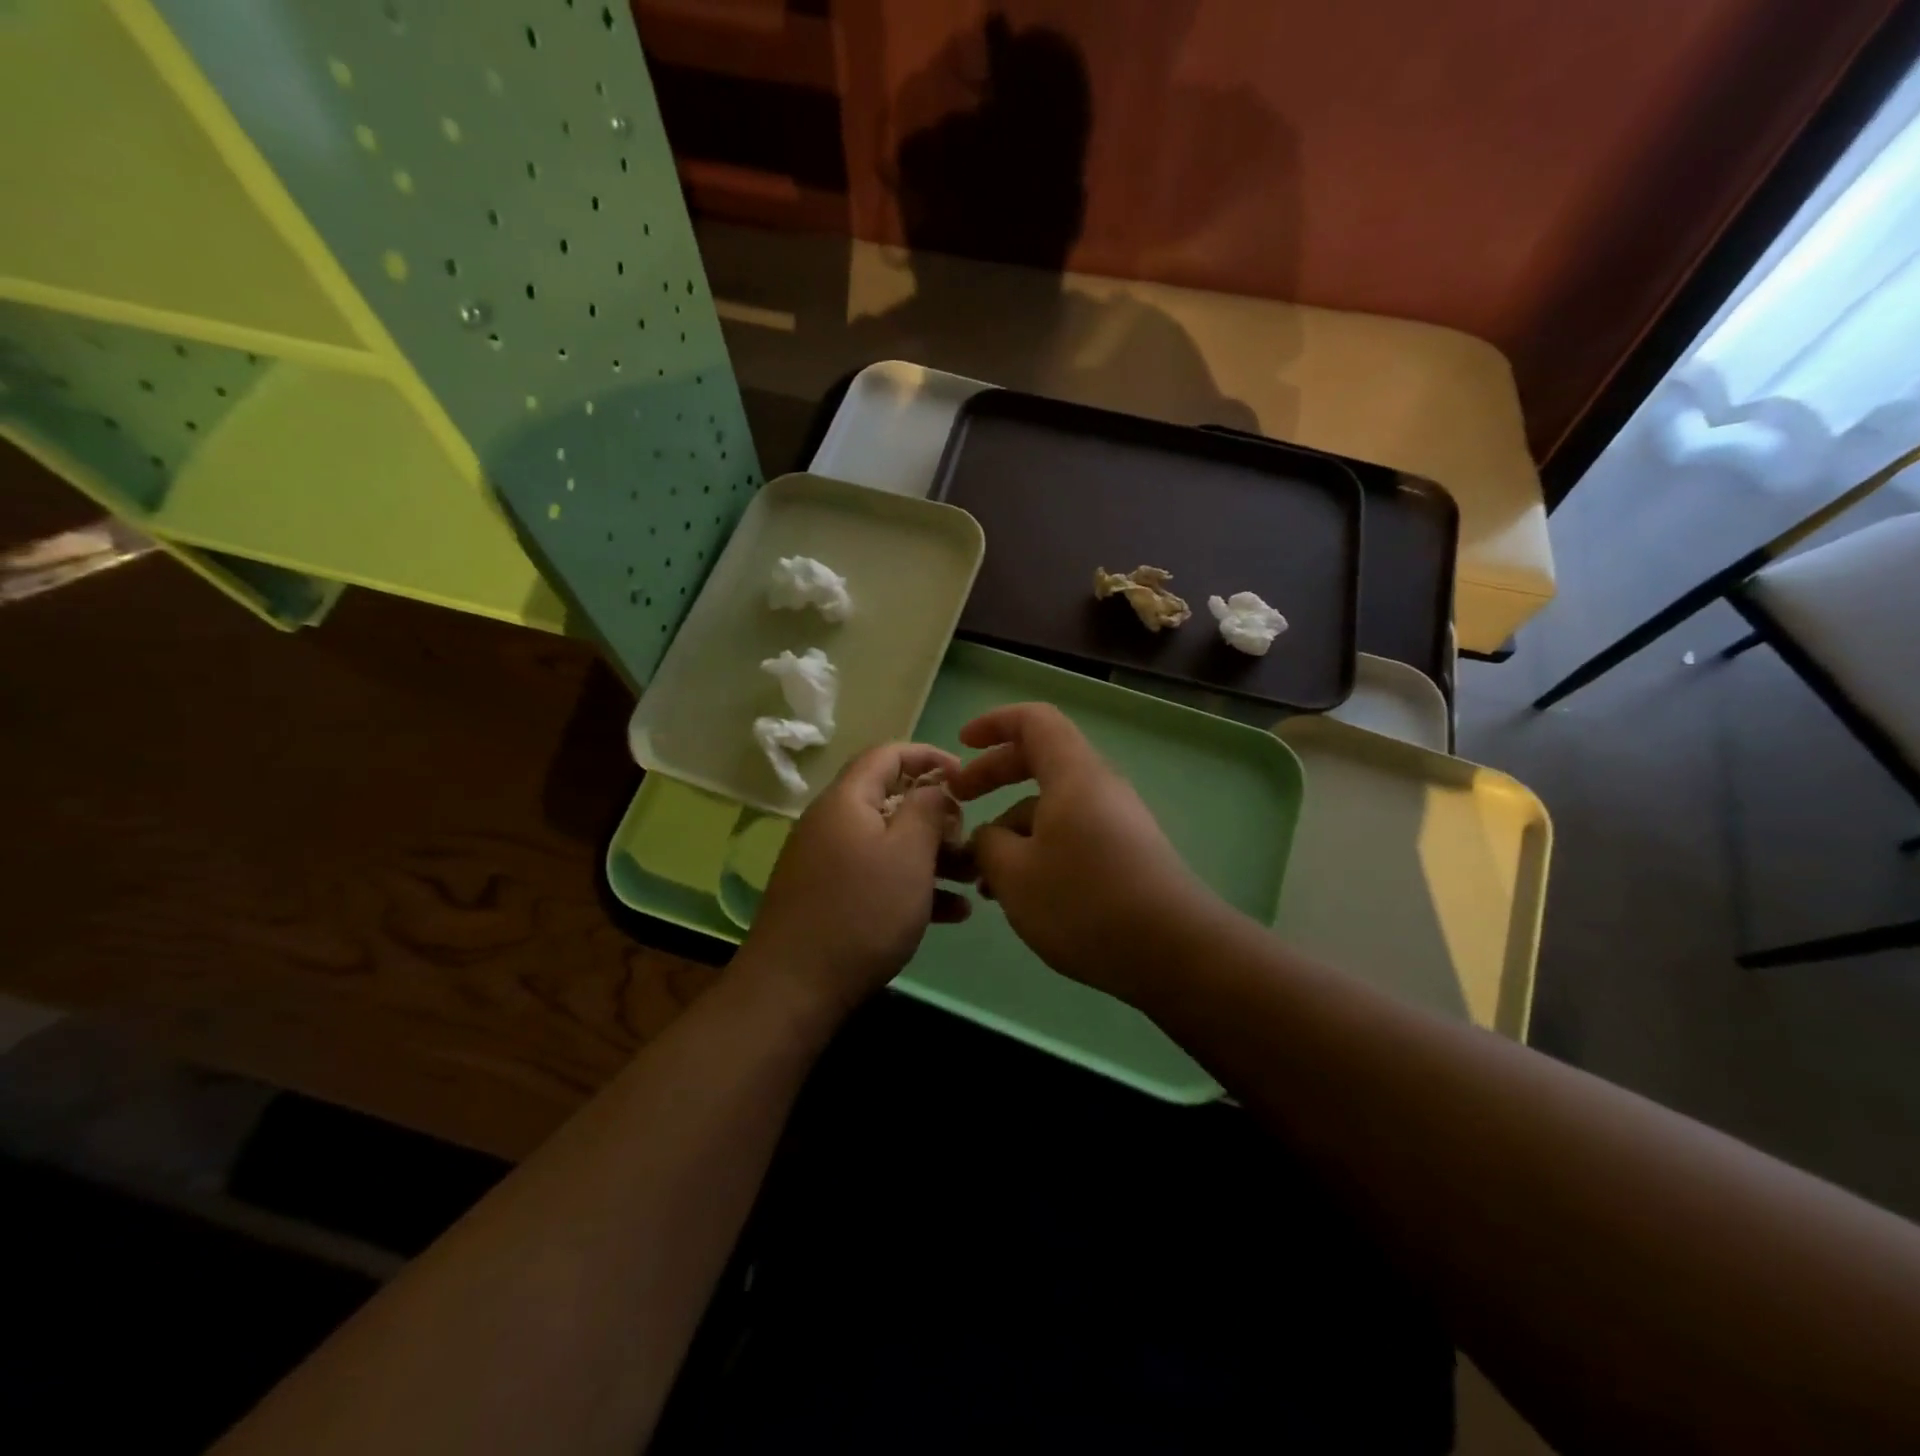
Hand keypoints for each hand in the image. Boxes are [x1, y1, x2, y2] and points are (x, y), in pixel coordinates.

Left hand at [740, 743, 971, 1018]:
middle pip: (892, 802)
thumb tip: (935, 787)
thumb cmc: (862, 911)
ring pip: (890, 844)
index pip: (888, 754)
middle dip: (938, 817)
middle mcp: (833, 823)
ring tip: (974, 879)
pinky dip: (913, 886)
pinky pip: (878, 877)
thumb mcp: (908, 853)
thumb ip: (927, 809)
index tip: (966, 776)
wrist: (794, 988)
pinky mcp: (830, 898)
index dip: (929, 756)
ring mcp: (828, 863)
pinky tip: (953, 913)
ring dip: (934, 857)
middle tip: (971, 840)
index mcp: (847, 800)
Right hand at [947, 703, 1224, 1002]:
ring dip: (1012, 827)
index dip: (994, 723)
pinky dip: (1037, 850)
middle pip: (1041, 760)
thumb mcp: (1014, 873)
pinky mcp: (1125, 855)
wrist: (1173, 952)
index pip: (1034, 721)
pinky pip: (1070, 834)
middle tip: (959, 801)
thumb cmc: (1084, 901)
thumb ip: (987, 844)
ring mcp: (1116, 822)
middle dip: (994, 775)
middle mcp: (1099, 788)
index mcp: (1073, 774)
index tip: (961, 744)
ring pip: (1052, 806)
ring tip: (982, 877)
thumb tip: (989, 837)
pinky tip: (1019, 894)